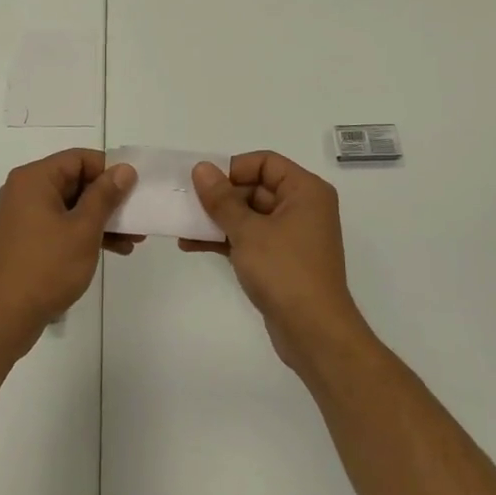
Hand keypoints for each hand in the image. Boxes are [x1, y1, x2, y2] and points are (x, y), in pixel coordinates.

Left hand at [0, 149, 139, 352]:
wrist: (5, 317)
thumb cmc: (47, 267)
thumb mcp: (84, 229)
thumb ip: (105, 196)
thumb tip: (124, 169)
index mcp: (34, 179)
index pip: (79, 158)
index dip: (109, 171)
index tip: (134, 190)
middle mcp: (25, 190)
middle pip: (75, 181)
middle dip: (109, 199)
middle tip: (138, 216)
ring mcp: (23, 216)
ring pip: (70, 206)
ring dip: (101, 219)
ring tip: (133, 239)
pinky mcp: (26, 238)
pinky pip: (60, 224)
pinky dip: (84, 232)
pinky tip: (113, 249)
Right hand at [186, 151, 373, 370]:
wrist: (313, 332)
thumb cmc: (284, 271)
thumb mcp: (247, 231)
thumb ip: (221, 199)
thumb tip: (201, 168)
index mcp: (305, 191)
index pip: (265, 162)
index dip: (233, 168)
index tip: (205, 184)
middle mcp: (302, 208)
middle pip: (255, 187)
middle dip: (219, 197)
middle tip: (186, 204)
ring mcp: (292, 235)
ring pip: (248, 215)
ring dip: (217, 219)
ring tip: (182, 225)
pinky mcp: (281, 260)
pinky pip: (250, 238)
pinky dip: (225, 239)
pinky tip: (191, 245)